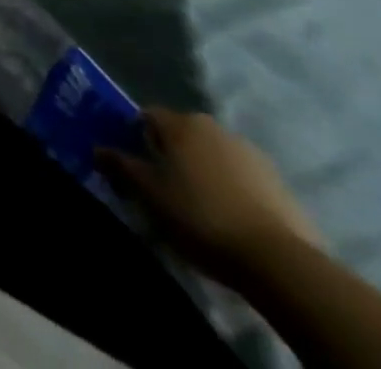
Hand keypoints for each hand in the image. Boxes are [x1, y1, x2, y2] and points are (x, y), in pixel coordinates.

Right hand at [101, 108, 326, 285]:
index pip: (147, 117)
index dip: (136, 137)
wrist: (282, 263)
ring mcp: (254, 156)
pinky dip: (234, 191)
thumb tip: (98, 149)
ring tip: (202, 205)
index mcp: (181, 123)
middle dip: (173, 153)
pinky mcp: (283, 187)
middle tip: (166, 185)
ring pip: (216, 156)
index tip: (135, 164)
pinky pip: (245, 180)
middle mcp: (215, 128)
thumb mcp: (148, 193)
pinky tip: (232, 218)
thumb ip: (120, 166)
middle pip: (184, 135)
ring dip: (206, 171)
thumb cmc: (200, 216)